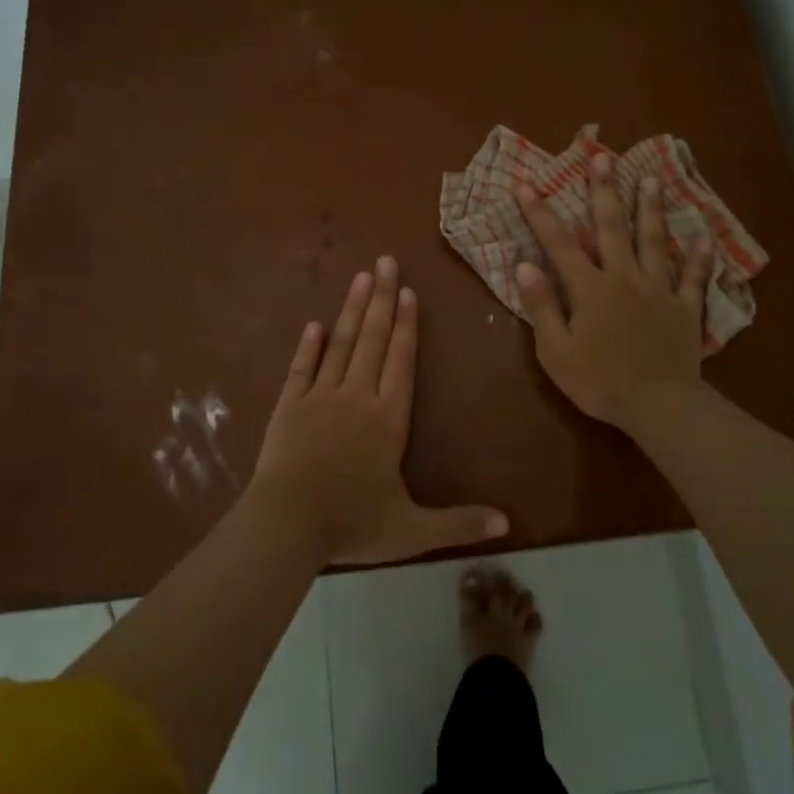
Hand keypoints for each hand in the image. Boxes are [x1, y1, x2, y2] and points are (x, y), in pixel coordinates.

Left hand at [250, 258, 508, 564]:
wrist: (286, 526)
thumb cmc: (351, 524)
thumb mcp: (411, 531)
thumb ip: (458, 523)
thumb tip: (507, 526)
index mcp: (388, 419)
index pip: (401, 361)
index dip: (407, 325)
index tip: (409, 291)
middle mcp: (356, 397)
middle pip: (373, 339)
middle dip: (382, 298)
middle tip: (386, 261)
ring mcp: (319, 397)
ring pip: (340, 344)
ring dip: (352, 310)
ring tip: (360, 277)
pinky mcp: (289, 406)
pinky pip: (301, 368)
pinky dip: (308, 346)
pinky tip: (314, 324)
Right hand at [514, 154, 711, 434]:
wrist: (659, 405)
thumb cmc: (600, 382)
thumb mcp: (556, 351)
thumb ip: (541, 307)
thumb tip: (525, 265)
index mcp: (590, 288)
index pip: (559, 243)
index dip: (541, 213)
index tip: (528, 184)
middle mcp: (624, 277)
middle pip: (612, 227)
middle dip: (604, 190)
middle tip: (602, 156)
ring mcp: (659, 289)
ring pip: (654, 240)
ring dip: (651, 208)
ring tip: (651, 178)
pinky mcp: (684, 307)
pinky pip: (693, 277)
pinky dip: (698, 258)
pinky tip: (704, 239)